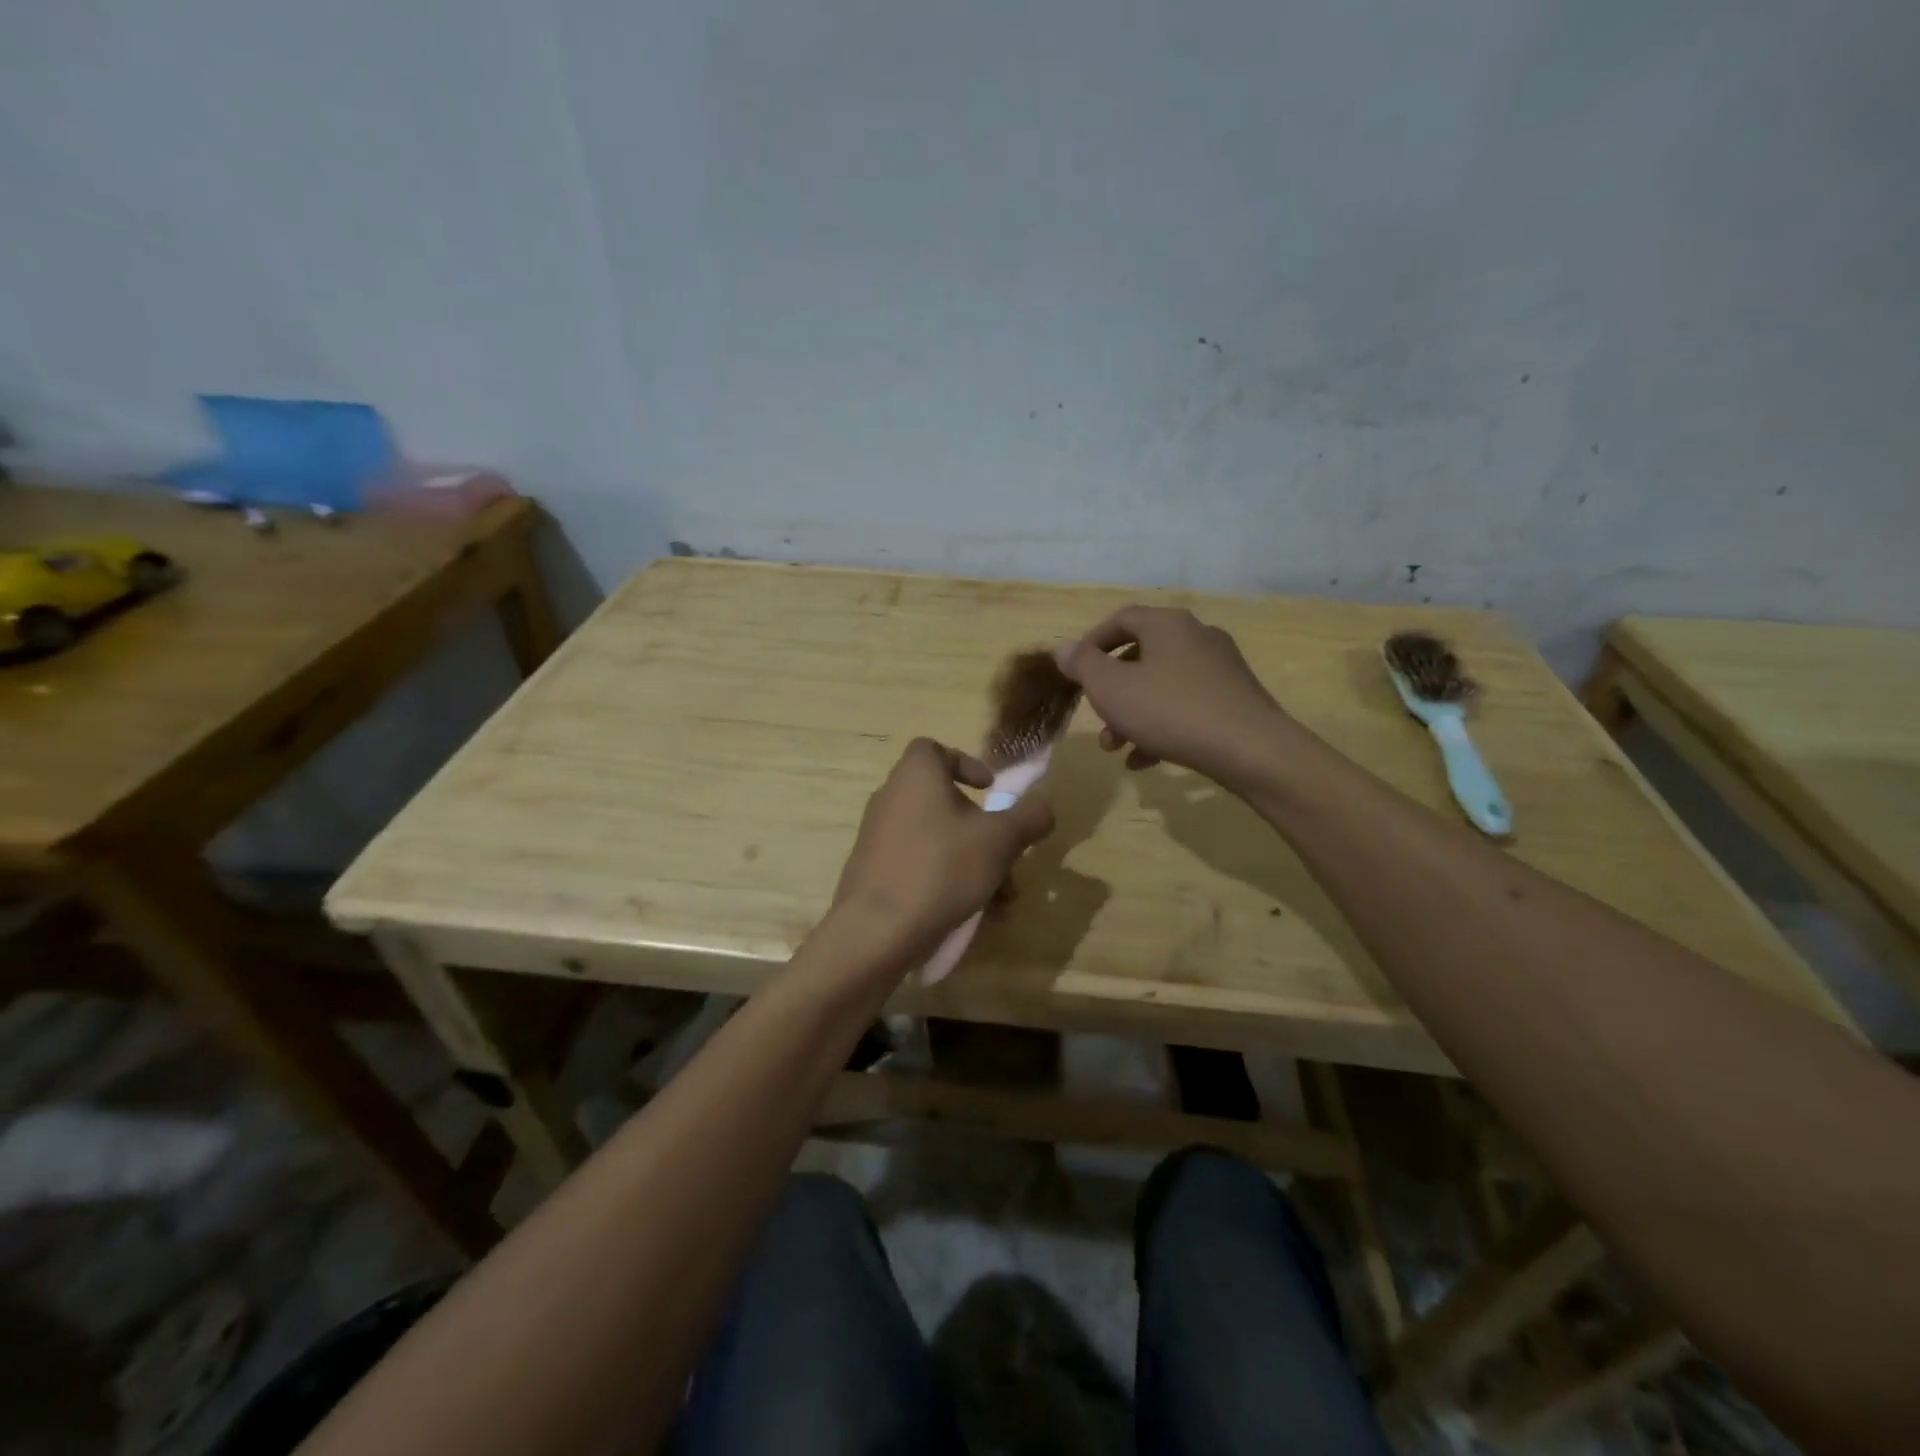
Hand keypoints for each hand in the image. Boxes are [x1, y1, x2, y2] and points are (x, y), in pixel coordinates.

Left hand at [830, 738, 1054, 961]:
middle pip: (945, 801)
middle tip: (1007, 856)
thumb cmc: (942, 868)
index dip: (966, 763)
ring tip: (1000, 900)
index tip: (989, 789)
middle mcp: (892, 796)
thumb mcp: (1000, 840)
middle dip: (983, 831)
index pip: (935, 749)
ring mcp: (878, 835)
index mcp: (917, 775)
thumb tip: (1044, 806)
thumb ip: (1029, 817)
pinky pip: (918, 863)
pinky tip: (971, 913)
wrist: (876, 930)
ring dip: (973, 862)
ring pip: (937, 839)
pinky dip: (946, 880)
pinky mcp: (873, 870)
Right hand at [1056, 606, 1290, 783]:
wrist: (1251, 750)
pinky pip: (1186, 706)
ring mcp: (1220, 668)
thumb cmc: (1171, 711)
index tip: (1075, 672)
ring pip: (1162, 685)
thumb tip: (1064, 647)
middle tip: (1096, 717)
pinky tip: (1145, 760)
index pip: (1121, 619)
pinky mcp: (1234, 699)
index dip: (1092, 643)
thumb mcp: (1112, 689)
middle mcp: (1196, 636)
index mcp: (1167, 624)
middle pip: (1141, 656)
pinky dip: (1161, 727)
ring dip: (1132, 714)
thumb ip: (1083, 665)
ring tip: (1116, 748)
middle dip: (1112, 690)